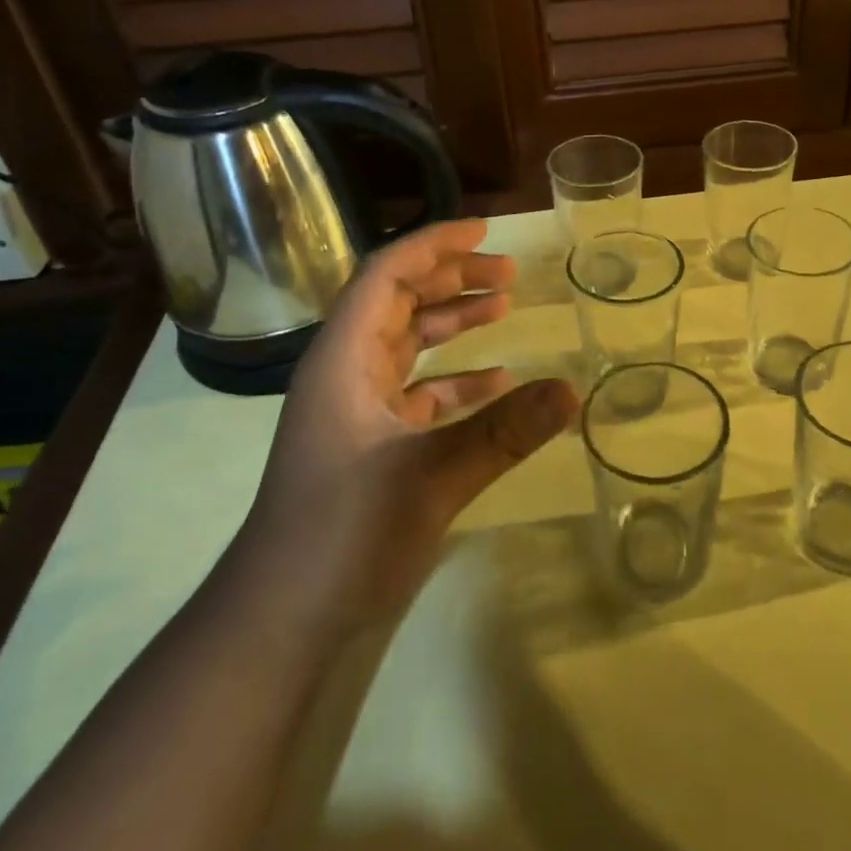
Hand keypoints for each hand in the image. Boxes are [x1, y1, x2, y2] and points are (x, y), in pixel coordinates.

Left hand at [238, 219, 575, 640]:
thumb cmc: (341, 534)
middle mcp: (344, 371)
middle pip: (398, 301)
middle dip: (451, 278)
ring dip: (452, 322)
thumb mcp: (430, 477)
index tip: (486, 230)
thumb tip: (572, 390)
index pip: (387, 274)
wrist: (278, 619)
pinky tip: (496, 382)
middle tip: (508, 272)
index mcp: (344, 358)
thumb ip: (502, 431)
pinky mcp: (367, 443)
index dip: (435, 245)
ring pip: (407, 344)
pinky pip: (415, 391)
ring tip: (504, 308)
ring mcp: (354, 408)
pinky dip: (453, 379)